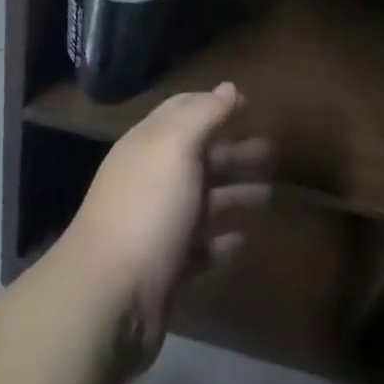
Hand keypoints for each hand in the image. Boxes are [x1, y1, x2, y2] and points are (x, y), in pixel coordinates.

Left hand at [58, 82, 270, 371]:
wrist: (110, 298)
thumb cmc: (148, 208)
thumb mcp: (177, 147)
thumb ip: (204, 114)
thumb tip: (228, 86)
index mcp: (149, 143)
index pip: (183, 110)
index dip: (215, 104)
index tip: (251, 104)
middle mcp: (152, 178)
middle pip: (198, 156)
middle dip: (233, 151)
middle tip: (272, 152)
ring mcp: (158, 224)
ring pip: (203, 200)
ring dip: (234, 194)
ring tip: (270, 195)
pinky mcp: (166, 267)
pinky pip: (200, 246)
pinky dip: (222, 240)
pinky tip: (245, 239)